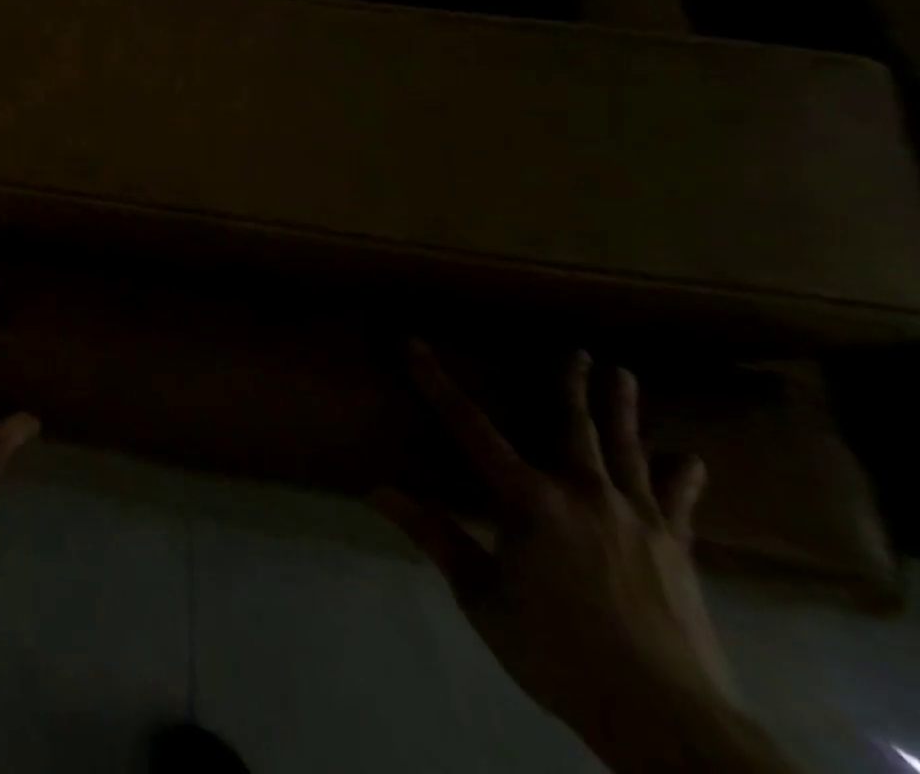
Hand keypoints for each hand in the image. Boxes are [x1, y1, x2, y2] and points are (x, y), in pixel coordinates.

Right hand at [374, 345, 749, 770]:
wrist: (667, 720)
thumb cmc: (559, 652)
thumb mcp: (482, 597)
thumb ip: (434, 537)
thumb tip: (376, 490)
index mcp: (528, 499)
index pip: (469, 426)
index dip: (436, 382)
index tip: (414, 345)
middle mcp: (583, 493)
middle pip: (571, 425)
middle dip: (569, 384)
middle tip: (577, 350)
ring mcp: (637, 518)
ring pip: (626, 449)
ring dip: (622, 409)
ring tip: (623, 373)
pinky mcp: (677, 550)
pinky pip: (678, 502)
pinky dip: (681, 478)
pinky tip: (691, 459)